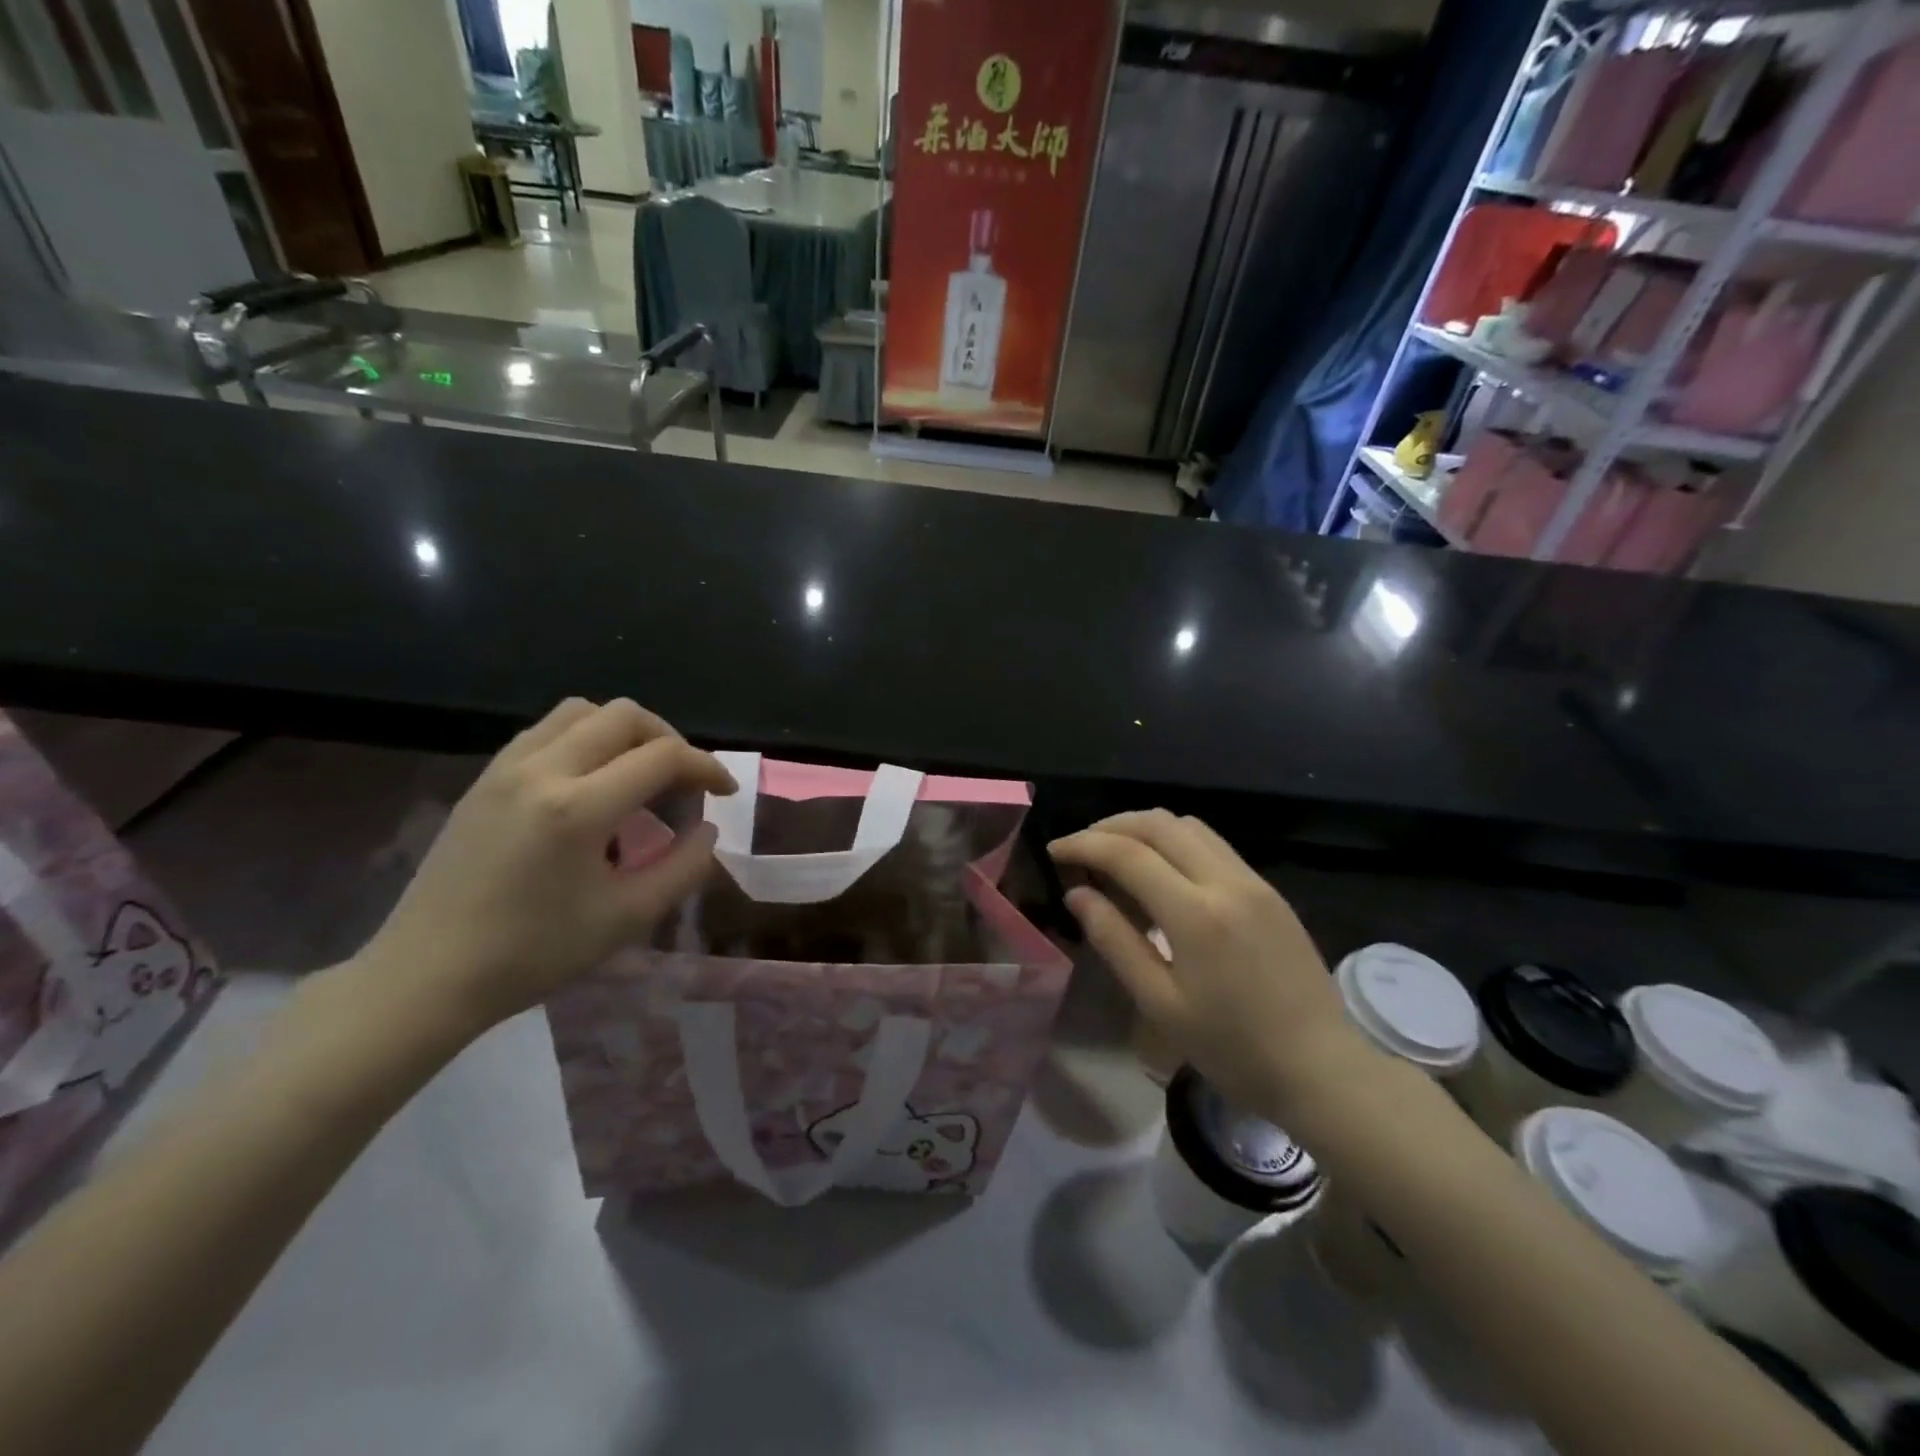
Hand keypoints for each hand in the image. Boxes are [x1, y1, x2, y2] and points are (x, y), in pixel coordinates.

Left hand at [354, 698, 735, 1035]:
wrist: (427, 975)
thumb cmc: (534, 953)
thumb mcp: (627, 918)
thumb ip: (683, 867)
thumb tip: (707, 829)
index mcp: (578, 808)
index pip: (662, 757)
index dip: (706, 767)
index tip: (725, 792)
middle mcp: (541, 771)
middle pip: (624, 716)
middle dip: (669, 740)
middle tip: (683, 782)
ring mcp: (505, 769)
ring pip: (581, 712)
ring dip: (624, 733)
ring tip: (639, 776)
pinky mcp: (484, 779)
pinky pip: (546, 731)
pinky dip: (585, 741)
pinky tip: (591, 785)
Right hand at [1049, 811, 1374, 1117]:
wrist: (1321, 1068)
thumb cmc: (1232, 1048)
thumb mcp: (1160, 1003)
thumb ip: (1115, 940)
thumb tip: (1078, 894)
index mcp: (1195, 914)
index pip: (1127, 854)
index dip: (1084, 845)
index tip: (1055, 851)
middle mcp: (1226, 881)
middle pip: (1158, 823)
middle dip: (1111, 826)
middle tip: (1080, 846)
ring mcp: (1253, 881)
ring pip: (1188, 825)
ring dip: (1145, 828)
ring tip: (1115, 853)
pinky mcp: (1269, 890)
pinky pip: (1212, 845)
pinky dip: (1175, 842)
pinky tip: (1161, 870)